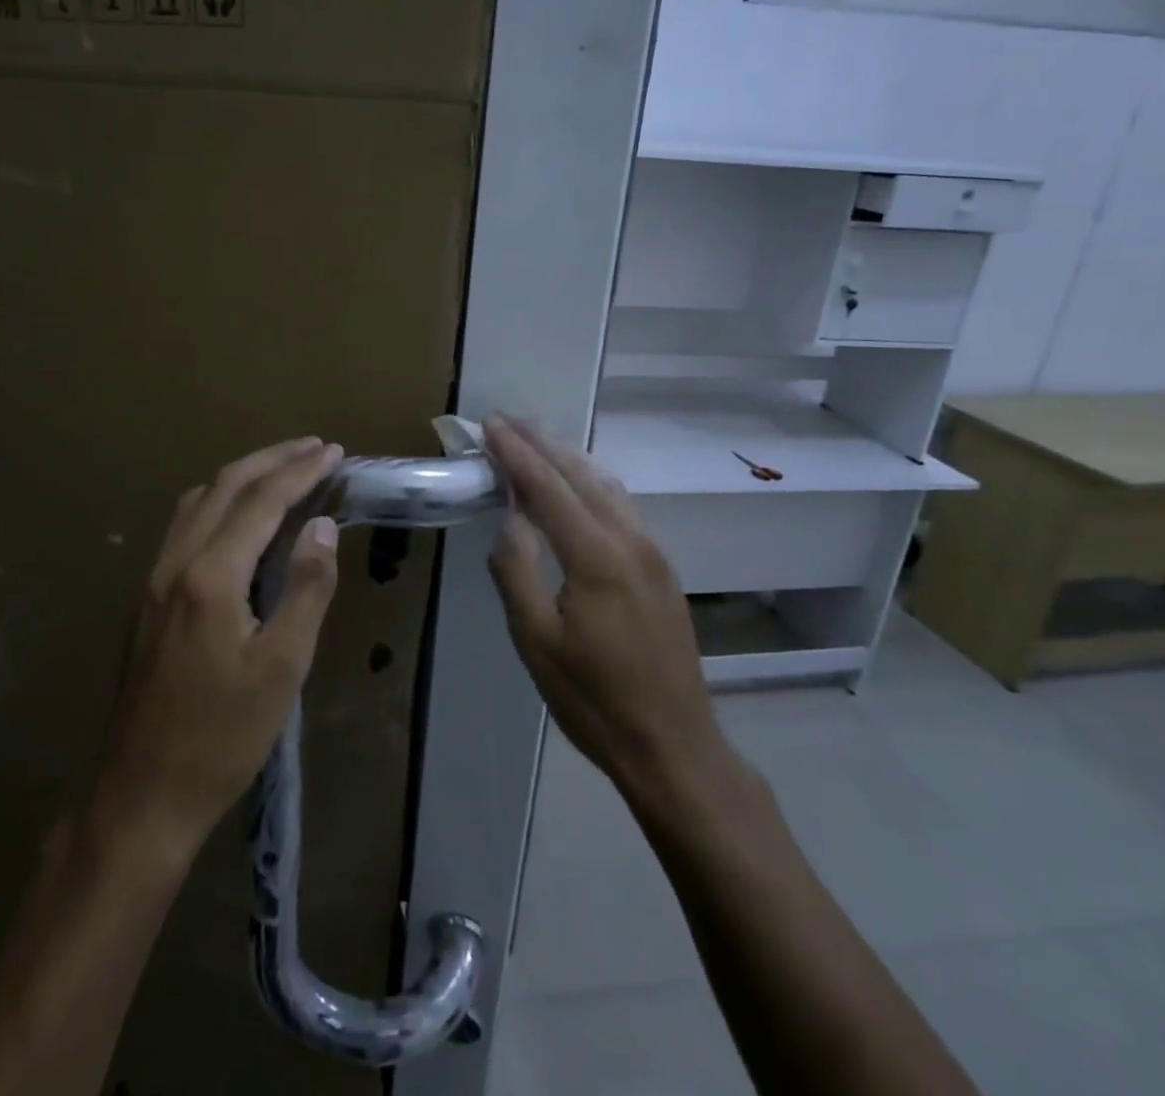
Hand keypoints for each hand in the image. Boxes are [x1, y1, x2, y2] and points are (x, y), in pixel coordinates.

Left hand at [90, 437, 343, 862]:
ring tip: (283, 471)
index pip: (262, 500)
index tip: (334, 452)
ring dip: (243, 476)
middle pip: (225, 486)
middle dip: (273, 459)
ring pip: (198, 501)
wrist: (141, 795)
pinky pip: (185, 525)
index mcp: (210, 575)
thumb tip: (322, 525)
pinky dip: (219, 502)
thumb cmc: (223, 736)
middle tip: (315, 448)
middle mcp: (175, 562)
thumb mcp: (283, 666)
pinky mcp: (147, 599)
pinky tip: (238, 518)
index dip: (301, 470)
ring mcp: (154, 579)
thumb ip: (307, 587)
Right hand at [483, 415, 723, 801]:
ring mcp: (653, 552)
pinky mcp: (661, 567)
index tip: (490, 424)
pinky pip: (621, 505)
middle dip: (542, 442)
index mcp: (597, 557)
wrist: (673, 744)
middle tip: (507, 419)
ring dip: (568, 457)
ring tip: (536, 438)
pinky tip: (576, 483)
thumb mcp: (535, 642)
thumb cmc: (594, 699)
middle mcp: (631, 541)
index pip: (549, 487)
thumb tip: (509, 520)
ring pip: (606, 485)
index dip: (516, 453)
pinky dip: (590, 481)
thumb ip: (516, 572)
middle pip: (581, 475)